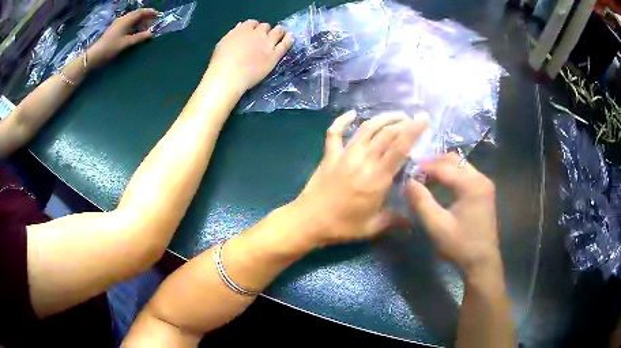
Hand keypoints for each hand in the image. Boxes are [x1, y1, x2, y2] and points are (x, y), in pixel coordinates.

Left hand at [88, 8, 159, 67]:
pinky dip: (133, 26)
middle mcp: (123, 19)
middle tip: (152, 23)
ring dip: (139, 23)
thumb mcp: (126, 43)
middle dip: (145, 18)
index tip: (158, 15)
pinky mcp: (114, 30)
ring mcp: (117, 24)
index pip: (141, 12)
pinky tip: (135, 33)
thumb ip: (139, 37)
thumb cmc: (111, 48)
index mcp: (126, 19)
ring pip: (132, 20)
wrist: (95, 55)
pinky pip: (127, 24)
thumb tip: (151, 34)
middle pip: (136, 15)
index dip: (150, 12)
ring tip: (145, 29)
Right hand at [207, 20, 292, 94]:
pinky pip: (285, 44)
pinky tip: (289, 37)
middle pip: (265, 27)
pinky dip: (288, 39)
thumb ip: (234, 34)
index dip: (254, 27)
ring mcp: (267, 44)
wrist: (229, 75)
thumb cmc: (221, 62)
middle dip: (265, 30)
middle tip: (265, 35)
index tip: (253, 32)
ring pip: (277, 32)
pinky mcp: (274, 55)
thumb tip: (240, 27)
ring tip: (281, 32)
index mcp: (243, 29)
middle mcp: (257, 34)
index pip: (252, 23)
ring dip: (279, 31)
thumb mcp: (223, 43)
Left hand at [291, 111, 427, 246]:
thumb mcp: (373, 227)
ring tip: (395, 116)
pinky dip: (342, 121)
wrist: (308, 221)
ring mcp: (344, 155)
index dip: (413, 130)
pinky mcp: (329, 155)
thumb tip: (413, 224)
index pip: (400, 147)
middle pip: (386, 133)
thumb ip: (395, 221)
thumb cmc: (342, 226)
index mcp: (377, 177)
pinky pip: (335, 132)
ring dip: (382, 119)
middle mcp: (363, 160)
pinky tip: (352, 114)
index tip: (423, 118)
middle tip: (412, 120)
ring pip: (365, 128)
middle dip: (402, 122)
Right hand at [406, 153, 499, 276]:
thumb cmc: (460, 245)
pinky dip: (451, 174)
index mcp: (471, 185)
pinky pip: (465, 173)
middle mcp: (480, 178)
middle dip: (433, 162)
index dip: (423, 167)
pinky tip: (440, 184)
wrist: (482, 261)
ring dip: (442, 167)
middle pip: (454, 159)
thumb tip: (408, 182)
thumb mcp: (437, 226)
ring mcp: (484, 183)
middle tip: (415, 172)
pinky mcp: (484, 190)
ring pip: (460, 164)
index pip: (443, 167)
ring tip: (424, 177)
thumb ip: (421, 201)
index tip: (406, 171)